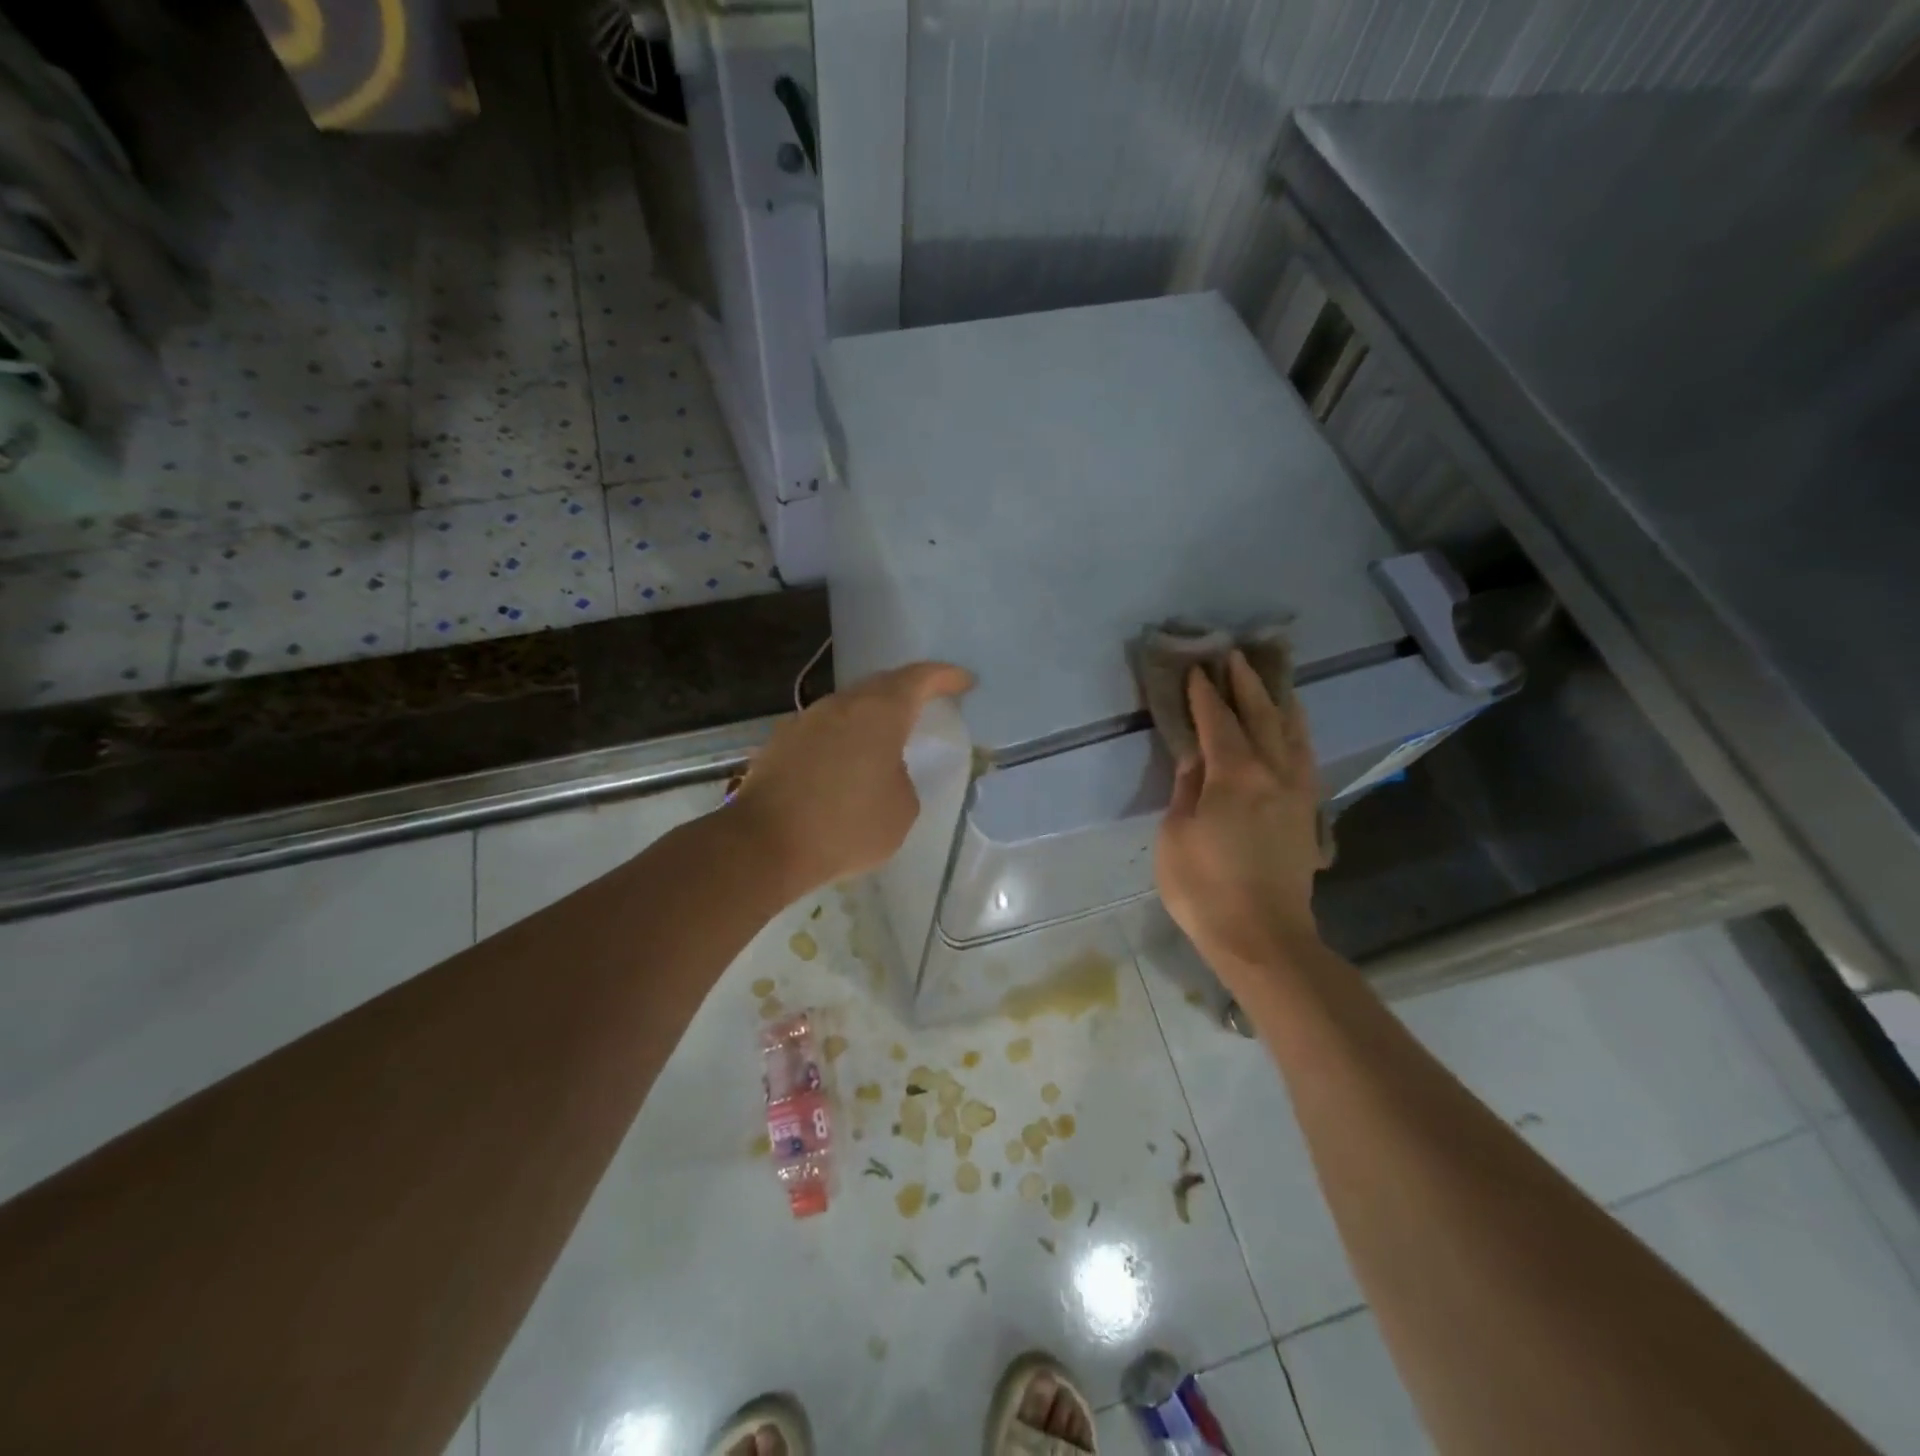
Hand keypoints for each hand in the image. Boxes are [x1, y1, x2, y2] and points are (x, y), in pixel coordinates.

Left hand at [728, 661, 975, 898]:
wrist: (764, 845)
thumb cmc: (846, 826)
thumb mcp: (901, 809)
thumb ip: (902, 778)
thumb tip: (884, 770)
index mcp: (879, 712)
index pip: (919, 679)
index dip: (945, 677)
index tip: (964, 681)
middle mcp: (841, 704)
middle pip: (880, 686)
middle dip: (907, 692)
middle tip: (928, 703)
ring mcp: (806, 720)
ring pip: (849, 707)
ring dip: (871, 717)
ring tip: (886, 739)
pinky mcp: (780, 742)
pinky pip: (824, 730)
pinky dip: (843, 739)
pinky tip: (845, 765)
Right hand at [1155, 651, 1325, 984]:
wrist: (1262, 937)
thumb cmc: (1204, 888)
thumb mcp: (1176, 835)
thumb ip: (1187, 789)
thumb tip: (1196, 758)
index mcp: (1235, 776)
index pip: (1218, 722)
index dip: (1205, 694)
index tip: (1196, 669)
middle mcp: (1273, 773)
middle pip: (1261, 716)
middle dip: (1245, 684)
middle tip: (1233, 656)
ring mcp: (1297, 792)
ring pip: (1292, 733)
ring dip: (1278, 702)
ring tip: (1271, 681)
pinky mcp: (1307, 812)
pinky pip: (1305, 757)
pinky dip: (1297, 733)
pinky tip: (1292, 729)